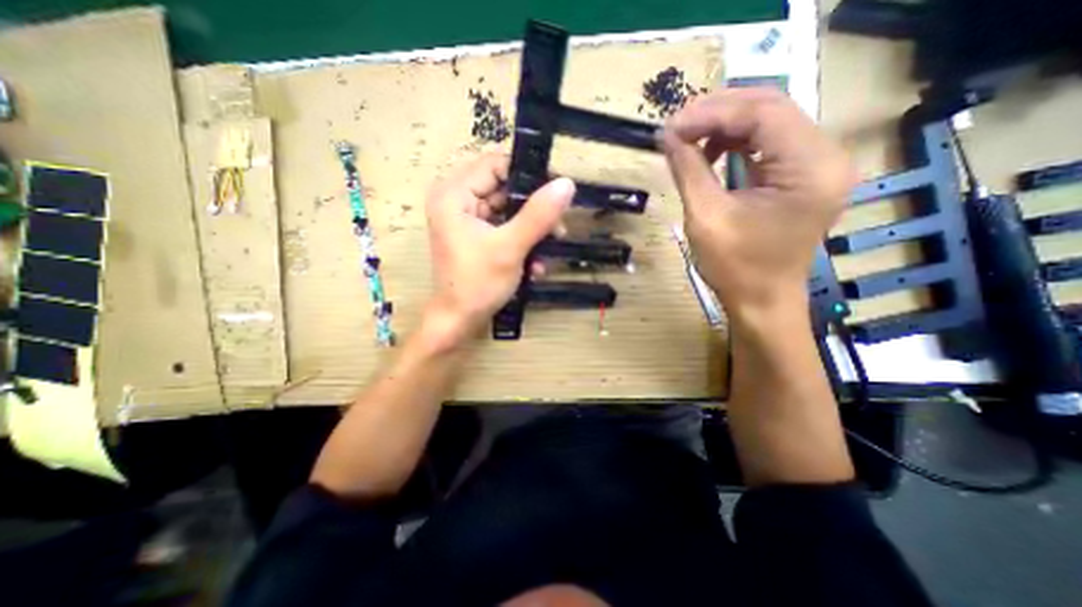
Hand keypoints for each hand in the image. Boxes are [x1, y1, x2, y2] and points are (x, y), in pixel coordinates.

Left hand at [421, 152, 573, 345]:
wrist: (459, 321)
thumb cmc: (477, 284)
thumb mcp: (510, 248)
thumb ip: (538, 215)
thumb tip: (567, 183)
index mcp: (454, 194)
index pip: (496, 164)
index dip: (528, 175)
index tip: (557, 191)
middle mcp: (457, 200)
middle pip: (504, 187)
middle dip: (534, 208)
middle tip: (559, 226)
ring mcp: (467, 219)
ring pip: (508, 209)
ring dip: (532, 228)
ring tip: (551, 246)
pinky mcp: (476, 235)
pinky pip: (504, 227)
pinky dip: (521, 240)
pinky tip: (535, 263)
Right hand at [659, 89, 854, 315]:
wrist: (762, 301)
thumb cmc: (735, 268)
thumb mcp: (705, 217)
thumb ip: (688, 170)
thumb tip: (667, 135)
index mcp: (810, 168)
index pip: (763, 114)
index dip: (711, 113)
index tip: (671, 126)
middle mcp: (826, 156)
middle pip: (771, 108)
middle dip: (718, 111)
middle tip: (676, 125)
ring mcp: (818, 164)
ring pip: (770, 121)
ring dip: (725, 124)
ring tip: (688, 137)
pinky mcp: (804, 175)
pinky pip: (769, 142)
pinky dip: (736, 141)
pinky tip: (710, 152)